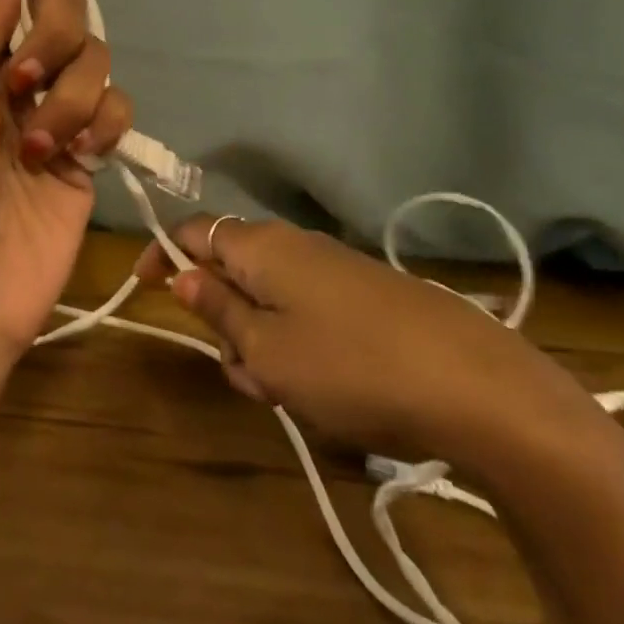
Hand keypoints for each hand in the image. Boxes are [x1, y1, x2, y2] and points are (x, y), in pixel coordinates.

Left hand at [0, 0, 132, 449]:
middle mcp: (18, 77)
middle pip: (69, 15)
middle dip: (56, 36)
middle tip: (22, 81)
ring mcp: (57, 116)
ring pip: (97, 63)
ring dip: (69, 99)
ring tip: (36, 149)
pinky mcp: (90, 155)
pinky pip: (117, 108)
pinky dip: (100, 124)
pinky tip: (77, 158)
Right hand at [136, 217, 612, 470]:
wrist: (479, 389)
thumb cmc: (350, 367)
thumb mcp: (266, 350)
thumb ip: (219, 310)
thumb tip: (181, 273)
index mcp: (260, 245)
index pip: (191, 231)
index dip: (161, 255)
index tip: (144, 289)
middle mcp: (296, 244)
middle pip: (233, 270)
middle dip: (222, 319)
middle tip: (242, 372)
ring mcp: (336, 269)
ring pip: (271, 298)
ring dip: (261, 342)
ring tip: (287, 392)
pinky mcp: (369, 297)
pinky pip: (308, 312)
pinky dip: (298, 345)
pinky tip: (326, 389)